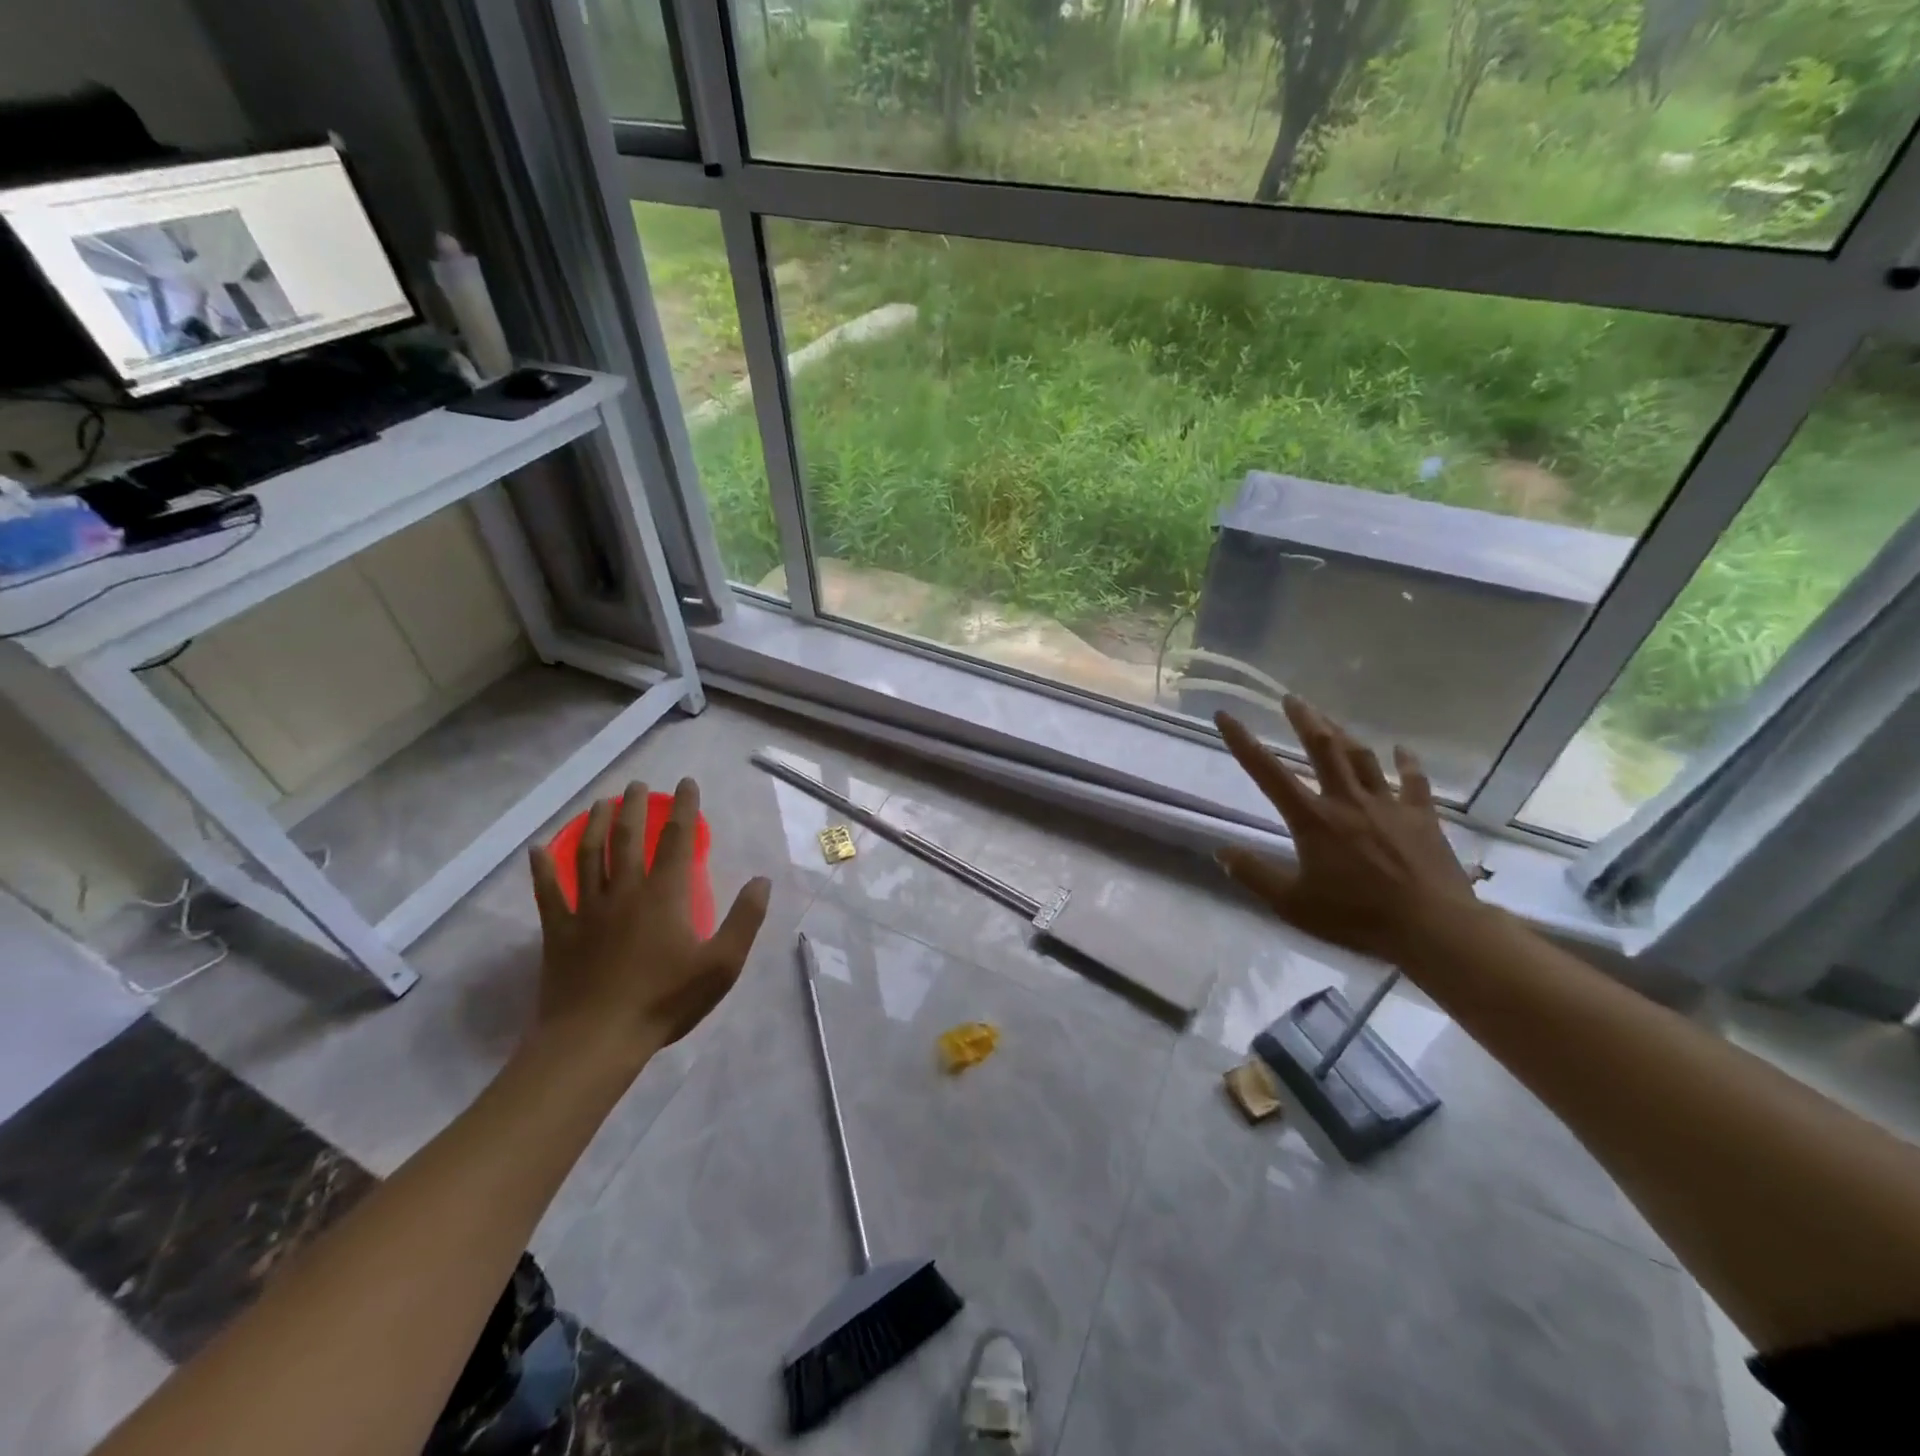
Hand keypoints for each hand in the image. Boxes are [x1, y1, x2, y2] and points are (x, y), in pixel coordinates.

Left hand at [528, 778, 770, 1067]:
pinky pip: (547, 892)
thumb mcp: (722, 964)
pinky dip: (542, 869)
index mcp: (665, 895)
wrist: (596, 1039)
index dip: (683, 808)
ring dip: (594, 824)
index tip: (685, 784)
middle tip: (637, 785)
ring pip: (589, 855)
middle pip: (628, 838)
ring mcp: (587, 909)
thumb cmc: (665, 1000)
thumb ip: (745, 919)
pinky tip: (538, 849)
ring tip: (599, 803)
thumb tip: (762, 880)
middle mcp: (625, 891)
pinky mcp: (559, 932)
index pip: (677, 839)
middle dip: (634, 807)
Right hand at [1214, 698, 1479, 963]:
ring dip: (1343, 733)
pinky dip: (1406, 763)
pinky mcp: (1421, 816)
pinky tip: (1402, 750)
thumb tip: (1221, 852)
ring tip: (1329, 718)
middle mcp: (1346, 800)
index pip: (1267, 772)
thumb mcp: (1292, 904)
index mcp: (1312, 819)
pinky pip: (1413, 781)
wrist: (1432, 927)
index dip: (1243, 742)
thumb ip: (1254, 875)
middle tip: (1291, 698)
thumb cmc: (1356, 916)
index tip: (1226, 715)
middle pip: (1322, 748)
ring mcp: (1387, 805)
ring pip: (1361, 757)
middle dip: (1304, 719)